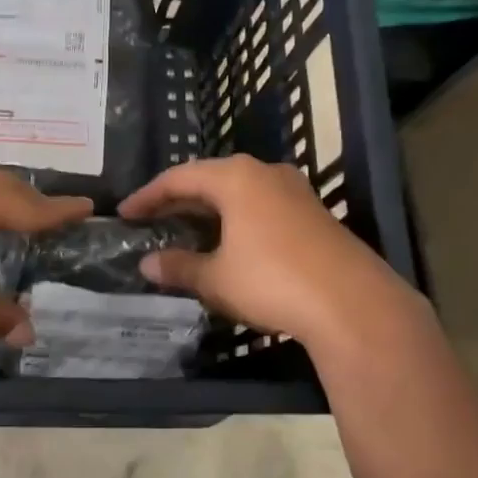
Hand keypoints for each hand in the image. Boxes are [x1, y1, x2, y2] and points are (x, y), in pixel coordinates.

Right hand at [119, 155, 428, 353]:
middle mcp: (265, 173)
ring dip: (209, 210)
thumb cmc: (271, 281)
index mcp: (235, 178)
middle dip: (178, 200)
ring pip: (238, 193)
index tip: (125, 214)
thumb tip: (147, 264)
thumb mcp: (216, 278)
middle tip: (151, 220)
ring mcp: (294, 191)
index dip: (148, 196)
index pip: (179, 178)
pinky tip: (228, 243)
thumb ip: (178, 267)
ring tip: (185, 230)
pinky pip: (261, 206)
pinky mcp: (313, 214)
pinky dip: (235, 219)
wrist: (353, 304)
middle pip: (210, 179)